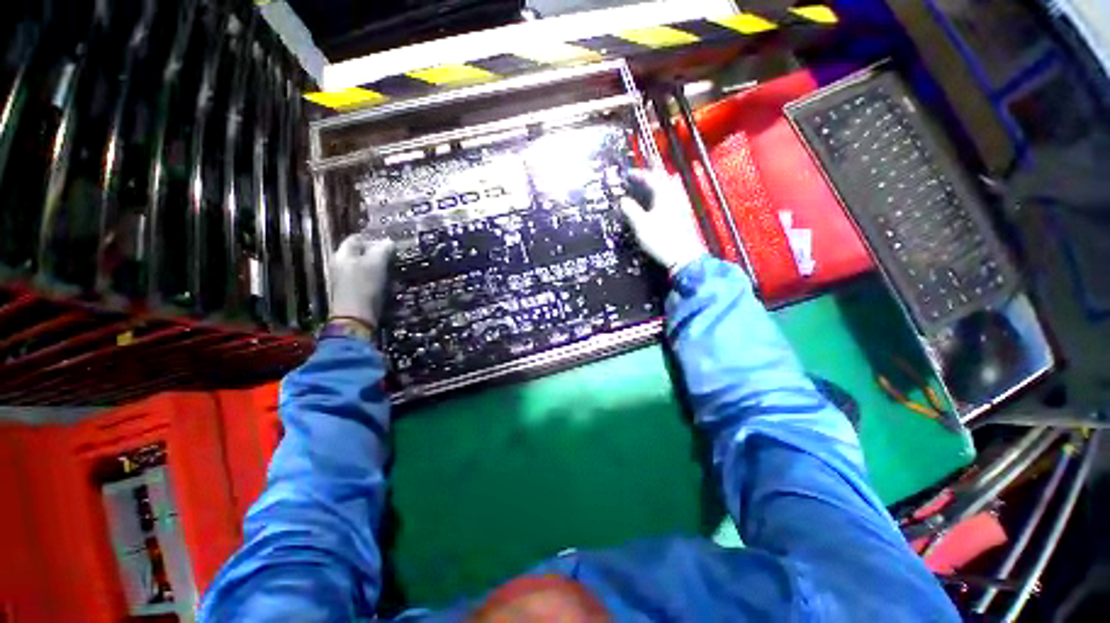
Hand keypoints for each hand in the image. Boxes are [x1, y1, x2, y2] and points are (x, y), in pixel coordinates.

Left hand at [329, 234, 395, 327]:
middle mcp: (340, 264)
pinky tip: (385, 283)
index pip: (356, 239)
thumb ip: (382, 250)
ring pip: (363, 266)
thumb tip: (389, 242)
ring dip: (377, 266)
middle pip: (359, 253)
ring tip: (391, 270)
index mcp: (342, 254)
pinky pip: (364, 278)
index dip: (373, 239)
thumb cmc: (364, 286)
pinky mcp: (351, 291)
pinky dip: (375, 278)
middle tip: (392, 257)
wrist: (356, 317)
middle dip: (376, 254)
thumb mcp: (376, 263)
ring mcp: (344, 279)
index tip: (389, 244)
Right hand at [619, 169, 707, 274]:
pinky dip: (662, 194)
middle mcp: (674, 195)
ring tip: (646, 187)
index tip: (627, 174)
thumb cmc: (661, 239)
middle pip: (662, 179)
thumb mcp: (641, 225)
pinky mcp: (683, 214)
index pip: (650, 177)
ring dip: (656, 184)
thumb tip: (622, 200)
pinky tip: (658, 201)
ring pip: (668, 187)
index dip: (638, 174)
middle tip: (637, 178)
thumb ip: (631, 210)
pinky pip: (672, 196)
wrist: (683, 256)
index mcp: (664, 194)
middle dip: (649, 176)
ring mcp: (681, 204)